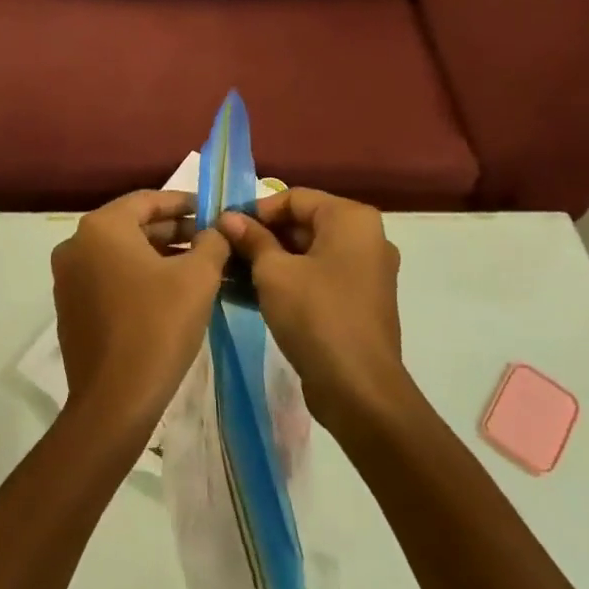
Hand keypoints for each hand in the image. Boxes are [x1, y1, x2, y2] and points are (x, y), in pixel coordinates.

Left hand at [50, 191, 229, 431]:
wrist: (114, 402)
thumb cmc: (158, 326)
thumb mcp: (199, 278)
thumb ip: (212, 243)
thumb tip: (216, 231)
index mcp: (102, 227)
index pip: (148, 200)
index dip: (185, 203)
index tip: (213, 212)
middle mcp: (76, 244)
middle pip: (133, 226)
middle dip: (174, 232)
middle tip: (210, 241)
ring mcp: (68, 277)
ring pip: (121, 253)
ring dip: (159, 255)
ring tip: (198, 267)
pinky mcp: (70, 307)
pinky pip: (108, 278)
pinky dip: (138, 277)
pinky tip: (169, 293)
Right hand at [217, 189, 406, 433]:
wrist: (359, 390)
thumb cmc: (316, 316)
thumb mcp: (274, 273)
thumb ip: (251, 239)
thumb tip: (228, 218)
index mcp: (351, 219)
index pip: (294, 198)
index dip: (256, 210)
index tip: (224, 226)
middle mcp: (364, 238)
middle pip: (302, 224)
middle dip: (261, 236)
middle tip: (224, 250)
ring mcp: (364, 272)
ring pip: (307, 254)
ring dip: (269, 261)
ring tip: (229, 272)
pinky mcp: (357, 302)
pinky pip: (317, 278)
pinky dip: (287, 281)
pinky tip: (249, 294)